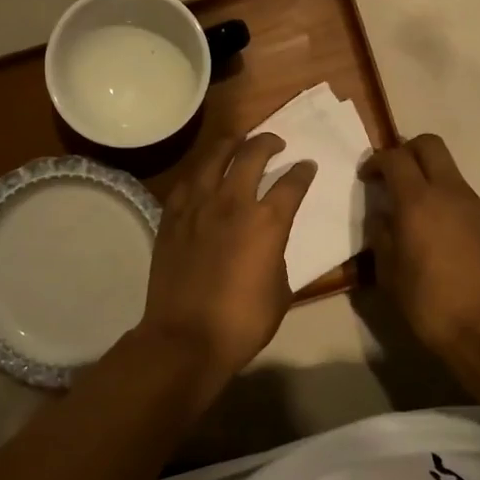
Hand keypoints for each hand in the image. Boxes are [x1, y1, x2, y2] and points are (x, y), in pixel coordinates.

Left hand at [138, 133, 316, 391]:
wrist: (185, 337)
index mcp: (266, 221)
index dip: (303, 172)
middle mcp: (232, 203)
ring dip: (230, 144)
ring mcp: (198, 207)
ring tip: (238, 141)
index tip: (307, 166)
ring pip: (214, 158)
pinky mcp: (172, 217)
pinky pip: (187, 183)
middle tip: (275, 142)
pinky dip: (201, 172)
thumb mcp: (280, 291)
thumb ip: (278, 256)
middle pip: (251, 155)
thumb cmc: (242, 321)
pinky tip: (204, 174)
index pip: (291, 183)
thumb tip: (270, 244)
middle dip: (268, 142)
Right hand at [361, 134, 479, 353]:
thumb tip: (382, 216)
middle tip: (392, 175)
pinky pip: (462, 195)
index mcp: (418, 201)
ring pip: (449, 169)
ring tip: (413, 209)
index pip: (395, 157)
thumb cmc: (428, 302)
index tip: (367, 177)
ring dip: (428, 176)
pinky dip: (444, 198)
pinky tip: (436, 231)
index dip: (376, 160)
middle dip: (406, 150)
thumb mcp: (388, 272)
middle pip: (429, 144)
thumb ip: (381, 235)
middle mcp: (450, 192)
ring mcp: (475, 205)